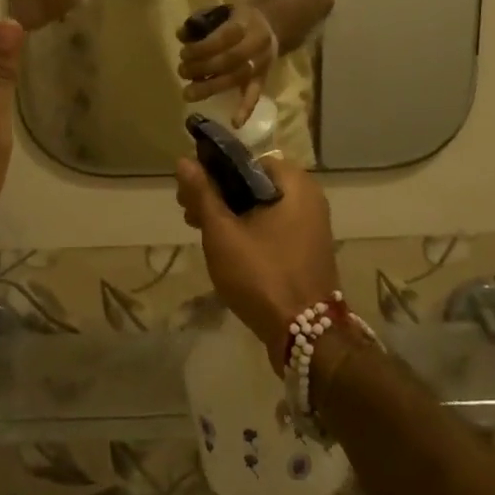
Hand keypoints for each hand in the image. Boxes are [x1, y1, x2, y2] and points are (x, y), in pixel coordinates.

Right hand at [175, 156, 339, 365]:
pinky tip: (223, 245)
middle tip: (187, 212)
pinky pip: (272, 224)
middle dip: (218, 192)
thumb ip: (203, 194)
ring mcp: (310, 223)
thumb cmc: (263, 275)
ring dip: (229, 212)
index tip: (188, 187)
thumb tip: (184, 161)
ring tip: (198, 229)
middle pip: (252, 181)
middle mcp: (308, 196)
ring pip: (260, 204)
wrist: (307, 335)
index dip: (213, 168)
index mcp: (294, 182)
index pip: (246, 158)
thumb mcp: (223, 233)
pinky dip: (248, 227)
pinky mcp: (306, 247)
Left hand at [177, 4, 275, 125]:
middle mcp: (256, 44)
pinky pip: (256, 94)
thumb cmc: (240, 18)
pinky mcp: (264, 78)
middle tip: (182, 71)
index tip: (184, 52)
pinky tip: (234, 123)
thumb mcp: (223, 10)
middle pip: (227, 60)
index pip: (222, 37)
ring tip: (188, 93)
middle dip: (201, 67)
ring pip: (236, 78)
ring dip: (210, 87)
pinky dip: (246, 109)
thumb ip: (202, 20)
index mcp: (246, 23)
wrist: (272, 25)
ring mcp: (261, 63)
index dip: (201, 47)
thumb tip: (181, 34)